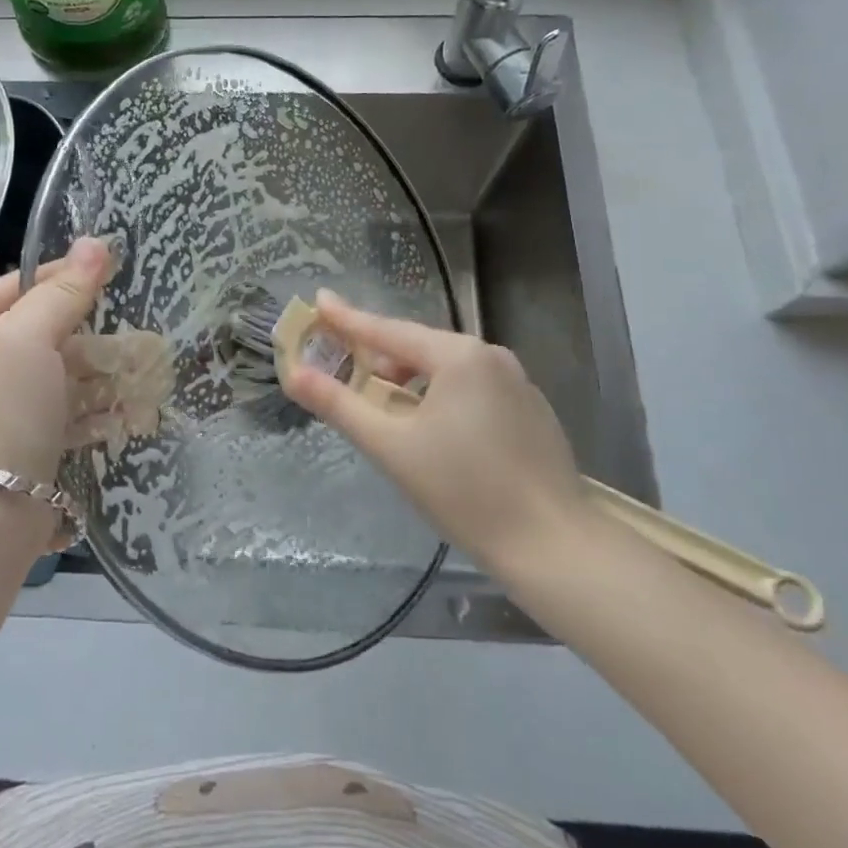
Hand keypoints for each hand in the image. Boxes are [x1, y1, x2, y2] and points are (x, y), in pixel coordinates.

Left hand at [0, 237, 109, 482]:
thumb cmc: (0, 410)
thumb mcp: (31, 339)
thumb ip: (65, 291)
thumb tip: (97, 241)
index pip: (16, 285)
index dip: (65, 279)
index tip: (114, 272)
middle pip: (36, 329)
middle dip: (87, 335)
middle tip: (133, 332)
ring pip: (51, 372)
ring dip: (96, 373)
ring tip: (142, 369)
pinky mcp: (10, 440)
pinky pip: (54, 409)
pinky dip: (88, 407)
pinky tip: (127, 409)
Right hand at [280, 290, 588, 578]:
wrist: (554, 547)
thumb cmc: (464, 492)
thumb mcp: (391, 447)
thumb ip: (339, 404)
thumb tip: (294, 373)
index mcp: (458, 356)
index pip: (387, 330)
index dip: (348, 318)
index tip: (318, 299)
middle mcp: (490, 356)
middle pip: (418, 347)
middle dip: (379, 358)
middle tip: (346, 373)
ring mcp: (517, 382)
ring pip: (446, 370)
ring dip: (410, 382)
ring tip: (386, 411)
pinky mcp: (532, 411)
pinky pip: (472, 389)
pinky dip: (442, 397)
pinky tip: (435, 432)